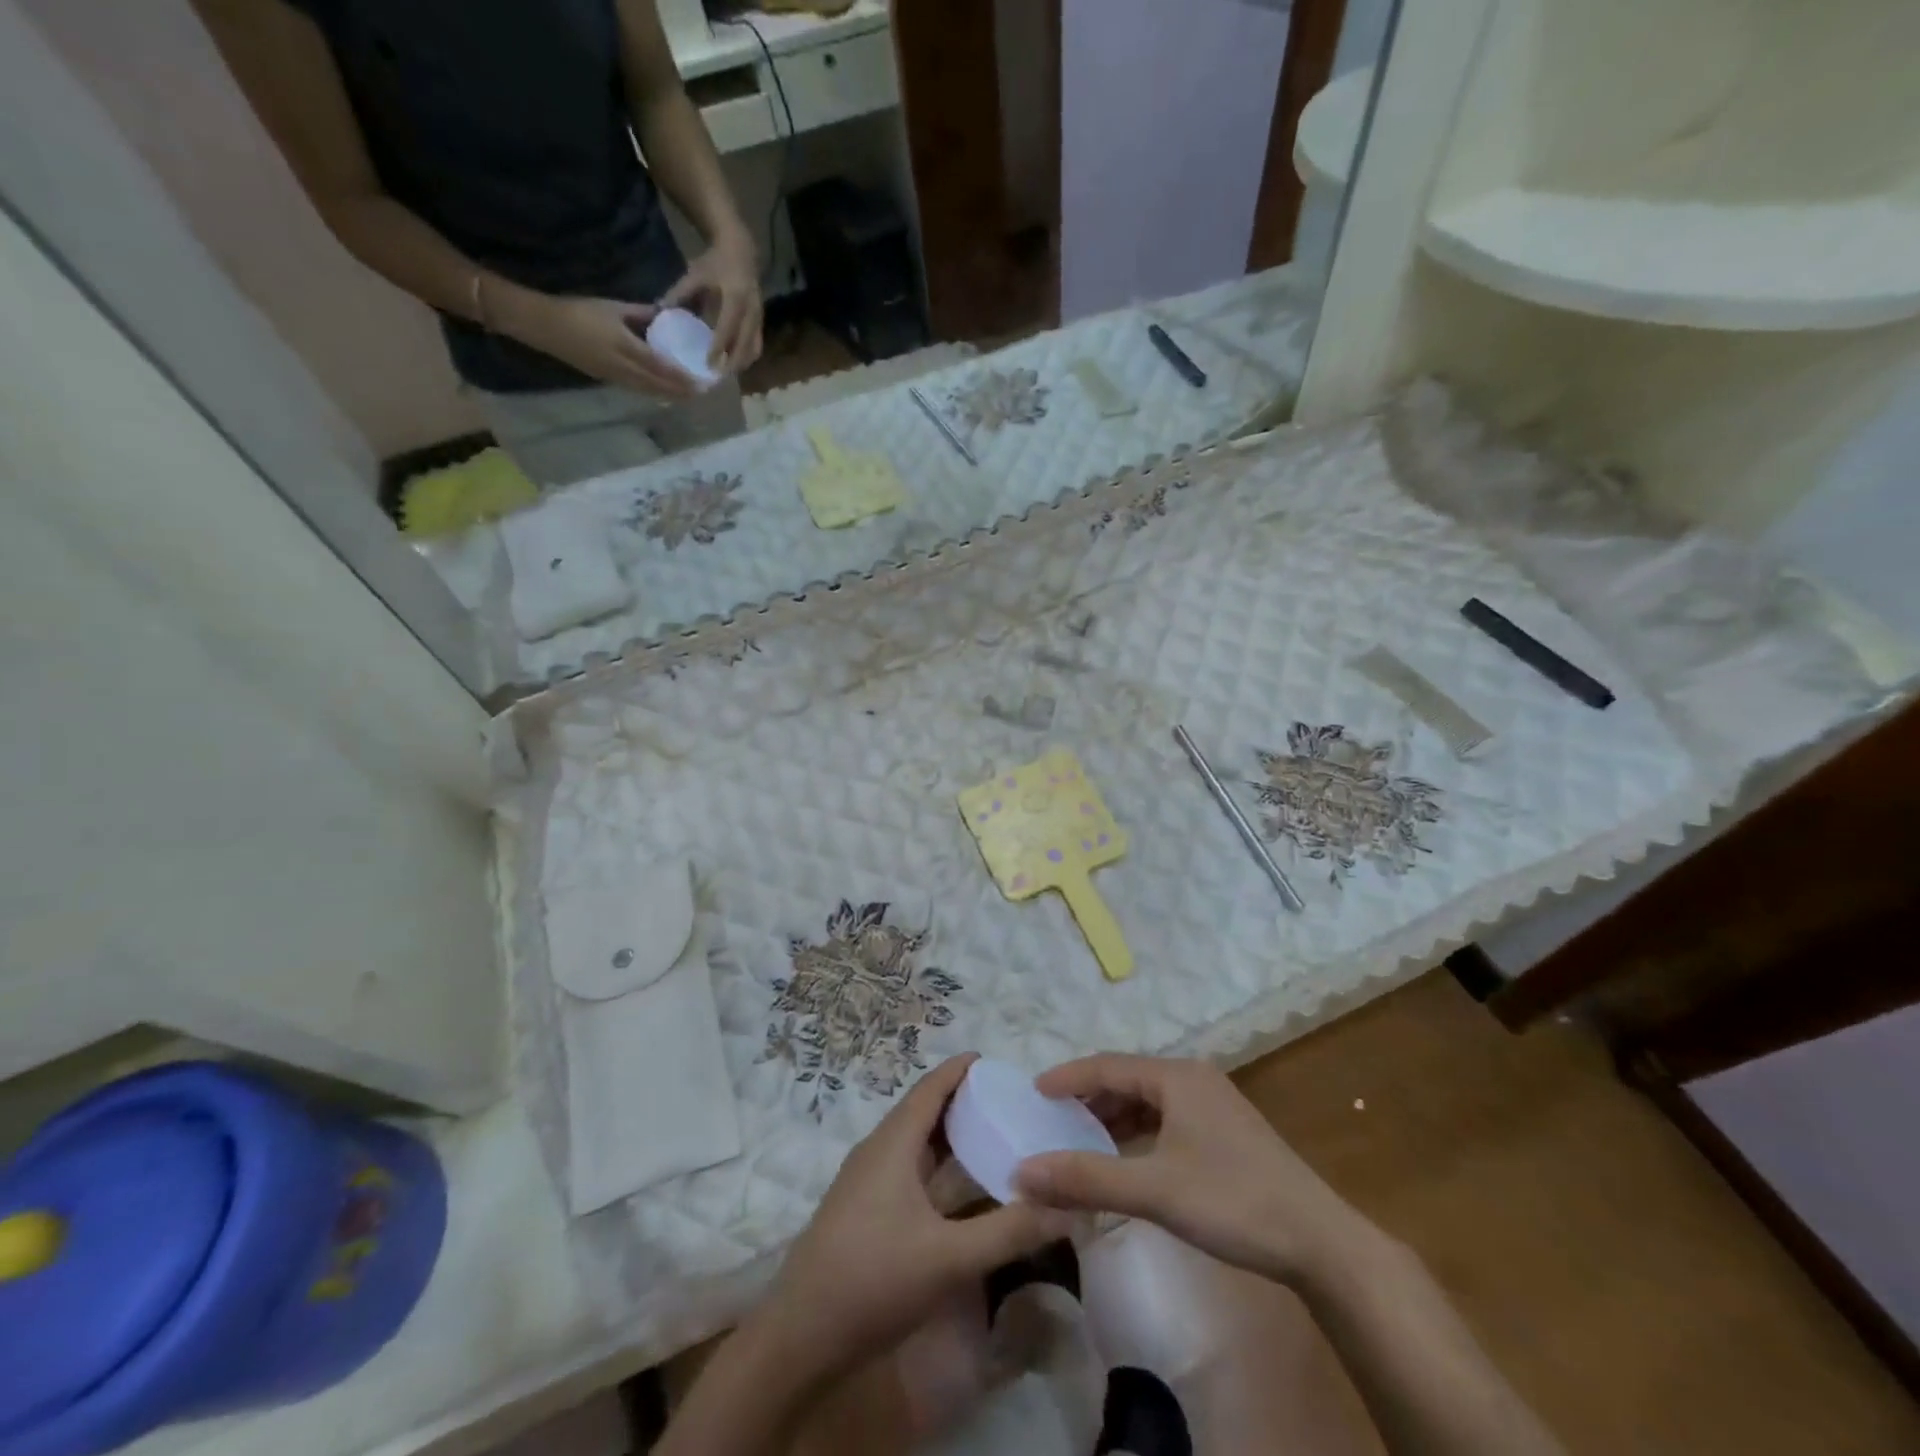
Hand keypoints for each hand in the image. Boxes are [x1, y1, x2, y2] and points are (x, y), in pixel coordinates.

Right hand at [502, 294, 700, 399]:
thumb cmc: (579, 311)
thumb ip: (641, 314)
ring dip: (671, 395)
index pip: (663, 368)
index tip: (703, 381)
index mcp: (627, 348)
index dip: (684, 377)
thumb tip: (665, 315)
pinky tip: (666, 392)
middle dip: (683, 391)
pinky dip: (655, 392)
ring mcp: (617, 378)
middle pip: (660, 386)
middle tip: (703, 393)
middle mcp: (625, 369)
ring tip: (690, 396)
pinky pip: (639, 390)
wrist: (544, 326)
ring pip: (651, 392)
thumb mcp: (613, 307)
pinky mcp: (609, 381)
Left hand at [660, 232, 763, 371]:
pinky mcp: (762, 323)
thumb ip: (679, 294)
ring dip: (741, 364)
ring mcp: (759, 318)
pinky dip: (746, 358)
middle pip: (745, 345)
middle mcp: (751, 310)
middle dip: (732, 363)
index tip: (709, 364)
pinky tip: (733, 365)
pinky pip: (756, 346)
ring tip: (725, 374)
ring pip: (754, 349)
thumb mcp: (695, 274)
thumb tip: (660, 312)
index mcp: (735, 296)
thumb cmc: (715, 263)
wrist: (741, 251)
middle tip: (716, 377)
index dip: (719, 347)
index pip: (727, 327)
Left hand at [755, 1054, 1073, 1381]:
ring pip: (913, 1143)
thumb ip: (1009, 1231)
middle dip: (960, 1101)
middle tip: (1005, 1102)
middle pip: (922, 1112)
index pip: (929, 1088)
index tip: (992, 1060)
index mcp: (892, 1144)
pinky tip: (957, 1189)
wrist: (799, 1338)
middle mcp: (876, 1152)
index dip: (959, 1070)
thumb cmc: (873, 1280)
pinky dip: (935, 1165)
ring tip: (989, 1136)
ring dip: (947, 1135)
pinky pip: (906, 1168)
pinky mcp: (861, 1211)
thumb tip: (1067, 1207)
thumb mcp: (950, 1258)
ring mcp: (865, 1183)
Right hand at [1014, 1055, 1359, 1286]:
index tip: (1034, 1094)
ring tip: (1082, 1141)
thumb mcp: (1154, 1190)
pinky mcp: (1226, 1133)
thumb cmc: (1233, 1202)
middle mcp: (1194, 1079)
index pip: (1107, 1066)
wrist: (1321, 1243)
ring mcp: (1214, 1105)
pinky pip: (1167, 1120)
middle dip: (1089, 1099)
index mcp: (1176, 1077)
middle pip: (1128, 1080)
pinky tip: (1128, 1160)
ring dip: (1114, 1119)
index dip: (1068, 1078)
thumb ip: (1086, 1179)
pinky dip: (1139, 1134)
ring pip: (1149, 1102)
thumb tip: (1023, 1171)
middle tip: (1053, 1121)